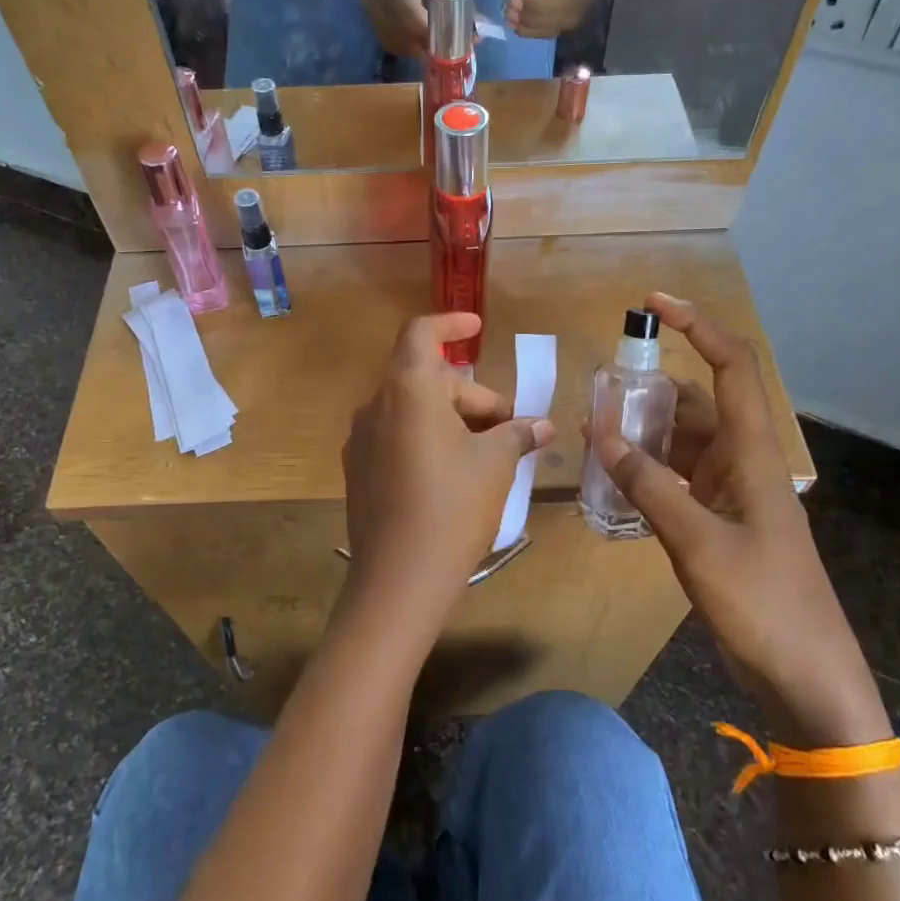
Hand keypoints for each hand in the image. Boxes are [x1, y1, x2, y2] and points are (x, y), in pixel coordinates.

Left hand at [341, 314, 555, 640]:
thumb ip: (517, 434)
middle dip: (471, 397)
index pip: (421, 333)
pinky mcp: (357, 470)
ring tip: (486, 456)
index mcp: (408, 390)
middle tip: (507, 431)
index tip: (476, 327)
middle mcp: (376, 405)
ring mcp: (361, 439)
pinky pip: (396, 437)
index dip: (450, 322)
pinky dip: (426, 440)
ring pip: (412, 411)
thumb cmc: (453, 507)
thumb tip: (542, 426)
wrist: (399, 578)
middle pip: (427, 380)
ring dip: (450, 420)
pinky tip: (451, 476)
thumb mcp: (495, 465)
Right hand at [357, 0, 461, 56]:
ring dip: (415, 48)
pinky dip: (403, 42)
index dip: (434, 36)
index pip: (413, 18)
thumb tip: (471, 28)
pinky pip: (386, 35)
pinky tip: (418, 37)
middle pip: (402, 35)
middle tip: (449, 47)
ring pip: (393, 40)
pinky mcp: (367, 8)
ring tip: (436, 43)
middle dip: (427, 47)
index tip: (455, 44)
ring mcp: (369, 2)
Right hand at [590, 294, 880, 739]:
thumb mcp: (698, 543)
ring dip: (644, 431)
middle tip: (599, 386)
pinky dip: (646, 471)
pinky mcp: (718, 523)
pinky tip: (613, 475)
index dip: (699, 326)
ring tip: (594, 428)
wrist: (806, 677)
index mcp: (753, 454)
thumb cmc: (764, 604)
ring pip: (683, 443)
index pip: (731, 368)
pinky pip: (676, 480)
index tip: (654, 303)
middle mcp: (742, 462)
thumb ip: (649, 487)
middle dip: (651, 387)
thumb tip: (603, 436)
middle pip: (697, 403)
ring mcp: (730, 494)